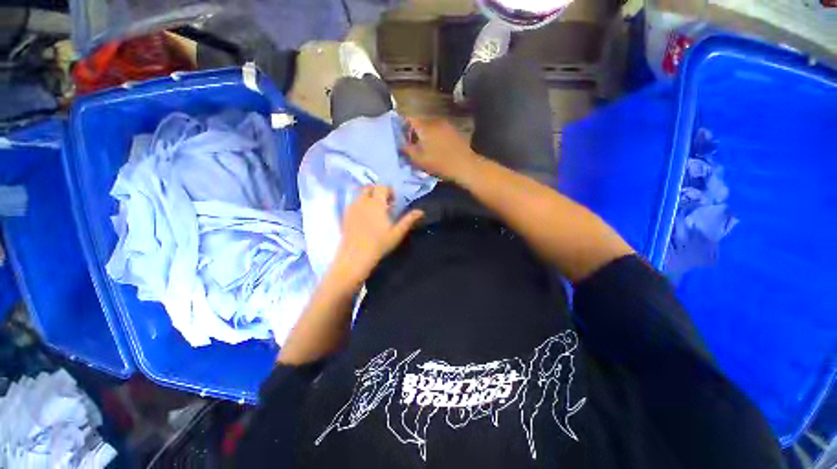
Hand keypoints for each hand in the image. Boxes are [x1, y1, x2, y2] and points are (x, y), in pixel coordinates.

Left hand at [335, 185, 423, 281]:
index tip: (393, 203)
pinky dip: (360, 204)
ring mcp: (352, 207)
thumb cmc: (379, 244)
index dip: (389, 191)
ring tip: (374, 212)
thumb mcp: (397, 233)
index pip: (382, 186)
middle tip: (384, 205)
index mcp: (377, 203)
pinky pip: (353, 202)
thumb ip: (408, 220)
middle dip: (378, 192)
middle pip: (370, 187)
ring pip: (360, 194)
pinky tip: (364, 218)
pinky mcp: (345, 214)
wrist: (355, 256)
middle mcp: (363, 201)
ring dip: (369, 198)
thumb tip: (420, 211)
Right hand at [402, 117, 479, 180]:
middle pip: (420, 123)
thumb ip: (407, 150)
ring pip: (430, 127)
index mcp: (425, 126)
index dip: (402, 125)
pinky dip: (434, 136)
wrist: (465, 165)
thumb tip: (399, 144)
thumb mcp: (419, 159)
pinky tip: (436, 147)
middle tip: (411, 144)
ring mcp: (446, 125)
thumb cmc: (440, 163)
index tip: (400, 135)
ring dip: (425, 135)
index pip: (409, 119)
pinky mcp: (454, 131)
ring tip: (423, 147)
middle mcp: (435, 121)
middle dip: (414, 132)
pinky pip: (439, 130)